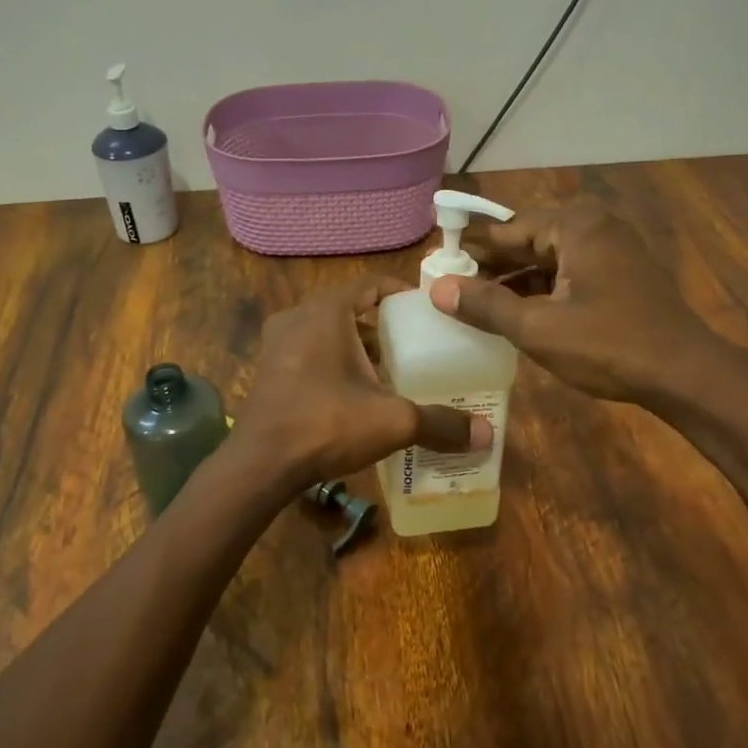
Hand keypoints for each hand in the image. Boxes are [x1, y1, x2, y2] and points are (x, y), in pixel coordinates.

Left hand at [231, 275, 491, 487]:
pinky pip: (309, 352)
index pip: (370, 284)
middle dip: (382, 325)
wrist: (260, 464)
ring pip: (327, 332)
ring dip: (357, 346)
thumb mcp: (392, 422)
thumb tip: (487, 434)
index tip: (426, 312)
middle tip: (414, 345)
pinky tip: (354, 393)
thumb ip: (440, 423)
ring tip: (390, 370)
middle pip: (350, 309)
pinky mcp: (268, 369)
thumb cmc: (326, 424)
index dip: (400, 293)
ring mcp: (277, 343)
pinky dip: (333, 362)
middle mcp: (298, 317)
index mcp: (327, 312)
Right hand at [428, 206, 715, 405]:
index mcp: (575, 226)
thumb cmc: (608, 345)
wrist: (685, 376)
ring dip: (514, 280)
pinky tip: (514, 313)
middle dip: (491, 265)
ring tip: (474, 303)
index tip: (437, 264)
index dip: (470, 248)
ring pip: (547, 259)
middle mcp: (594, 227)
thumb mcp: (537, 327)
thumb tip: (438, 289)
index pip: (507, 228)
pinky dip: (540, 290)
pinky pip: (567, 274)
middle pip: (528, 241)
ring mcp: (611, 251)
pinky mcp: (619, 276)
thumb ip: (485, 304)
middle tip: (450, 287)